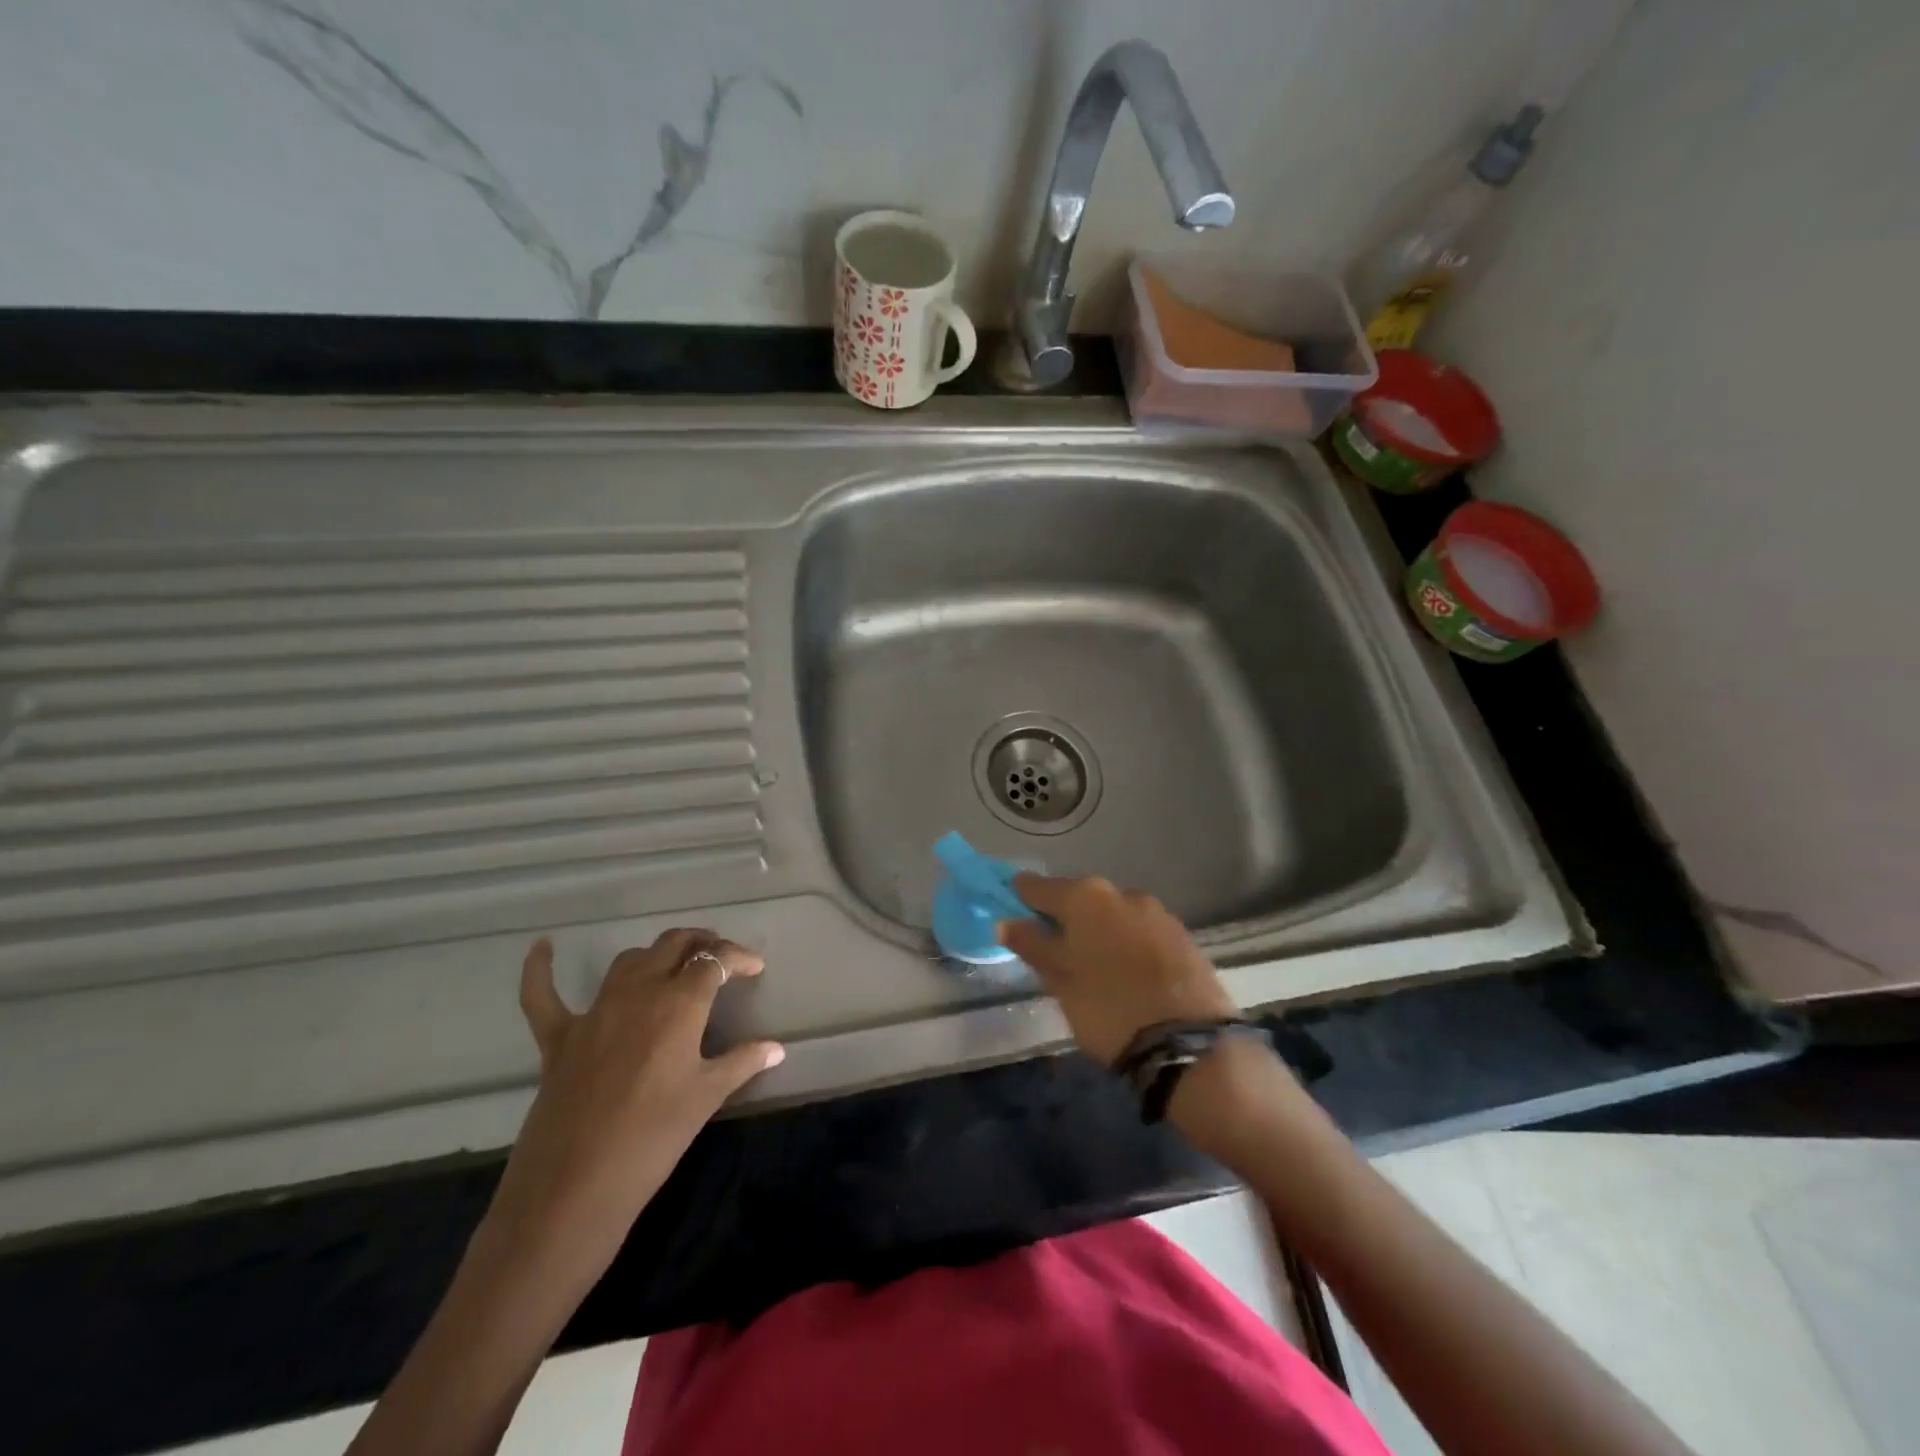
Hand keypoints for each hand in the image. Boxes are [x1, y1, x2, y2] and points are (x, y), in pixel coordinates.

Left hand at [483, 930, 783, 1280]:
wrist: (573, 1189)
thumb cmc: (653, 1138)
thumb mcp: (706, 1097)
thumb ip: (742, 1062)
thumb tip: (776, 1048)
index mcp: (679, 1003)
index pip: (715, 961)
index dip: (738, 957)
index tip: (755, 967)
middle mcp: (638, 992)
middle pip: (673, 945)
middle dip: (701, 943)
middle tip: (720, 957)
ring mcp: (594, 1012)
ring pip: (629, 961)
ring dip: (656, 954)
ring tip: (674, 964)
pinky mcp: (558, 1038)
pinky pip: (543, 995)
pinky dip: (541, 969)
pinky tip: (543, 947)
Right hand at [998, 875, 1237, 1065]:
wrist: (1189, 1043)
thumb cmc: (1109, 1009)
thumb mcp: (1061, 982)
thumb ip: (1033, 946)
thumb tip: (1006, 922)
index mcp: (1085, 897)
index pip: (1040, 887)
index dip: (1022, 897)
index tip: (1012, 907)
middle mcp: (1121, 892)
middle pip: (1080, 897)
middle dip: (1065, 916)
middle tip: (1052, 945)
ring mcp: (1157, 911)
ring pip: (1114, 913)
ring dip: (1099, 929)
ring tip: (1091, 962)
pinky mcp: (1182, 934)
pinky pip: (1141, 930)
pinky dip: (1127, 942)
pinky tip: (1125, 970)